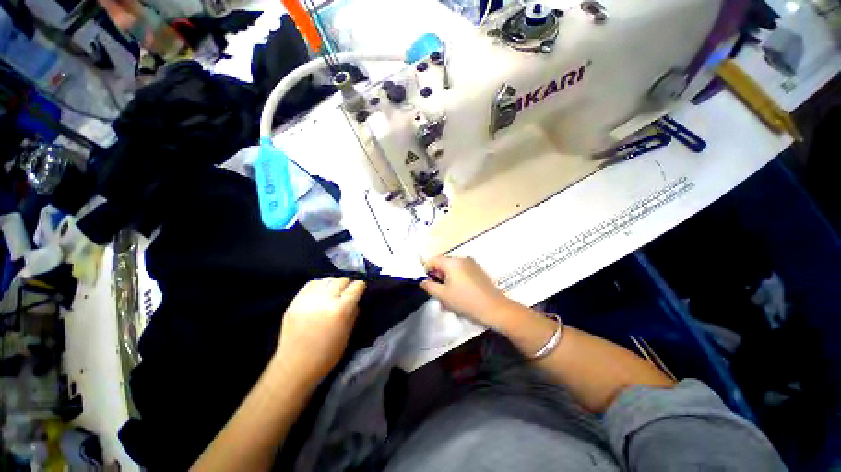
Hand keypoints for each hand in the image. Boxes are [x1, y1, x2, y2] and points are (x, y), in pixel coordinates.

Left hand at [275, 277, 365, 384]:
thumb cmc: (326, 355)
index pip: (356, 286)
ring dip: (333, 284)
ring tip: (333, 293)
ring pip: (327, 279)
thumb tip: (356, 299)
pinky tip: (320, 293)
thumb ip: (354, 313)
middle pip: (342, 280)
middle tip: (347, 294)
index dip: (360, 287)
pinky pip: (312, 283)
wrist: (294, 366)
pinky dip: (320, 285)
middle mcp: (325, 300)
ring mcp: (308, 299)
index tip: (360, 291)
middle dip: (347, 285)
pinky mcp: (295, 300)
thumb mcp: (348, 334)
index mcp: (341, 310)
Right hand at [420, 256, 511, 326]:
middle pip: (443, 264)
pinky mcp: (478, 270)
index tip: (425, 283)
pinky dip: (456, 279)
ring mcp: (472, 264)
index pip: (433, 260)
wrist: (494, 309)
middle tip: (437, 292)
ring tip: (448, 295)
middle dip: (437, 276)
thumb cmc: (466, 301)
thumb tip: (422, 280)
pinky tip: (459, 293)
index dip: (426, 270)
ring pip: (452, 268)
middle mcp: (462, 258)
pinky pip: (461, 271)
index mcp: (452, 262)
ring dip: (446, 279)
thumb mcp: (443, 295)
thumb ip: (429, 286)